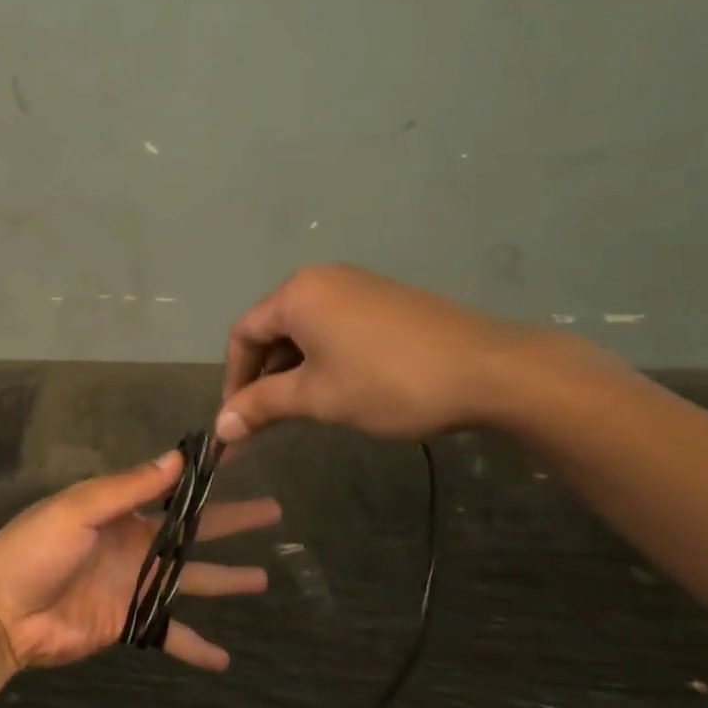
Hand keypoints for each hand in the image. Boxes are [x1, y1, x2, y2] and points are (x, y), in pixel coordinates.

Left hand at [0, 451, 281, 671]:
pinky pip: (168, 632)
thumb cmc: (34, 551)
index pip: (171, 486)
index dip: (203, 474)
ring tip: (264, 579)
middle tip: (273, 512)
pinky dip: (195, 646)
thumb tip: (176, 459)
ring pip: (190, 579)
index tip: (239, 457)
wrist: (0, 612)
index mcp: (119, 511)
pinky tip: (225, 660)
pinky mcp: (127, 623)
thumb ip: (127, 489)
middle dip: (231, 521)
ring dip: (226, 580)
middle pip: (193, 531)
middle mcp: (133, 543)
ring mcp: (133, 584)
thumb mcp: (77, 509)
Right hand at [218, 264, 527, 442]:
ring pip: (304, 330)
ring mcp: (358, 286)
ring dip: (292, 371)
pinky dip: (322, 358)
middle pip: (272, 329)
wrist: (488, 370)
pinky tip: (337, 388)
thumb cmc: (388, 382)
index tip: (236, 422)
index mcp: (297, 294)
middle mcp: (322, 279)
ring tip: (300, 410)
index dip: (233, 380)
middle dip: (263, 377)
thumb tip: (219, 429)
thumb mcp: (316, 397)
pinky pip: (334, 327)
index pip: (243, 335)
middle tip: (265, 421)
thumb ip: (261, 407)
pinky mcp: (385, 301)